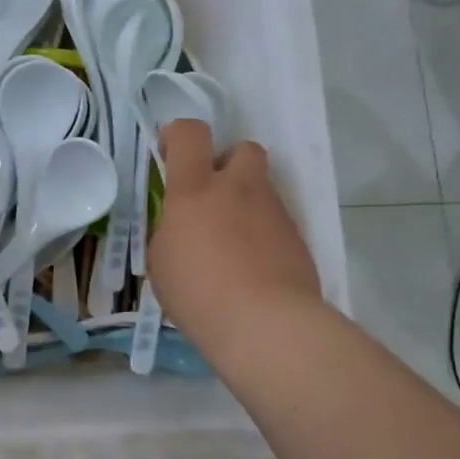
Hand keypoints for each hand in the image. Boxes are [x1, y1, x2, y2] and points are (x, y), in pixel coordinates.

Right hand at [146, 120, 320, 359]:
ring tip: (232, 242)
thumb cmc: (198, 294)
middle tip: (213, 195)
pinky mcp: (297, 236)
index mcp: (195, 190)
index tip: (170, 153)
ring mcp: (273, 211)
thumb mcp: (161, 262)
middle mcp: (237, 189)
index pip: (190, 134)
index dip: (178, 135)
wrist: (266, 324)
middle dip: (228, 163)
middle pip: (242, 148)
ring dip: (245, 202)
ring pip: (261, 187)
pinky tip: (253, 266)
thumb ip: (170, 231)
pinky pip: (276, 220)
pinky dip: (263, 233)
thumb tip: (181, 226)